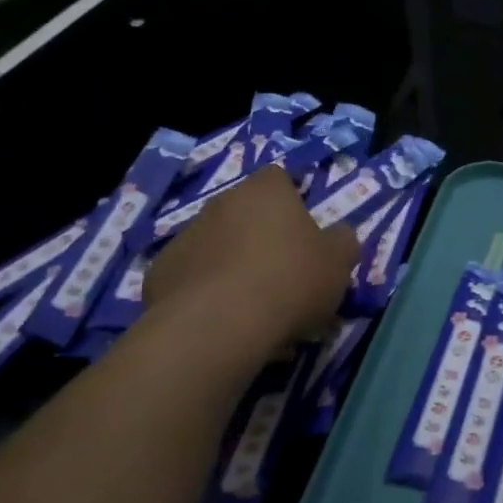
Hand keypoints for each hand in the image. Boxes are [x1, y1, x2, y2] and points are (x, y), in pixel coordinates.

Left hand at [144, 166, 357, 338]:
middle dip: (261, 235)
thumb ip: (343, 241)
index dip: (293, 199)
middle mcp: (221, 203)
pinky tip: (222, 321)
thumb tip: (339, 235)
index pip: (279, 178)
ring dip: (233, 264)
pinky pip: (191, 277)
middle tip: (283, 272)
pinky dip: (205, 292)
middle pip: (245, 212)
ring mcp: (185, 237)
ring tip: (253, 305)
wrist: (218, 325)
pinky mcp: (159, 274)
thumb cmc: (290, 280)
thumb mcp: (339, 262)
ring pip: (217, 245)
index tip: (305, 229)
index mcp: (265, 192)